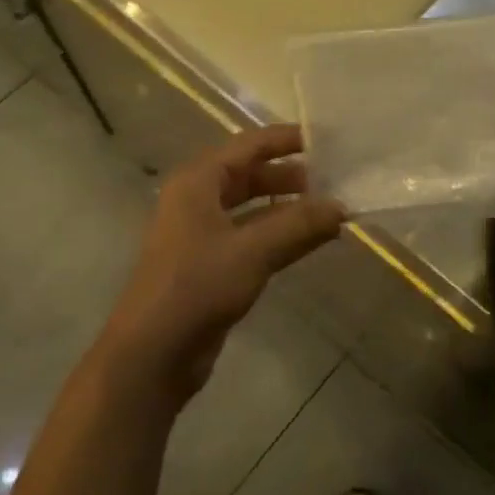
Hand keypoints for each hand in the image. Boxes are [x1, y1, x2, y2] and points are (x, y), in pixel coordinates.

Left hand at [100, 125, 344, 403]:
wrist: (152, 355)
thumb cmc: (197, 287)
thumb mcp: (253, 251)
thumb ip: (299, 224)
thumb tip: (342, 206)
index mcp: (198, 182)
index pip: (248, 145)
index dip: (285, 139)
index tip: (324, 139)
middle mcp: (197, 200)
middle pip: (249, 175)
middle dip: (289, 176)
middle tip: (332, 180)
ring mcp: (201, 234)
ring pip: (252, 208)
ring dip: (287, 208)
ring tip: (328, 210)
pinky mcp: (210, 265)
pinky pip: (251, 237)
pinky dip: (279, 235)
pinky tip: (309, 241)